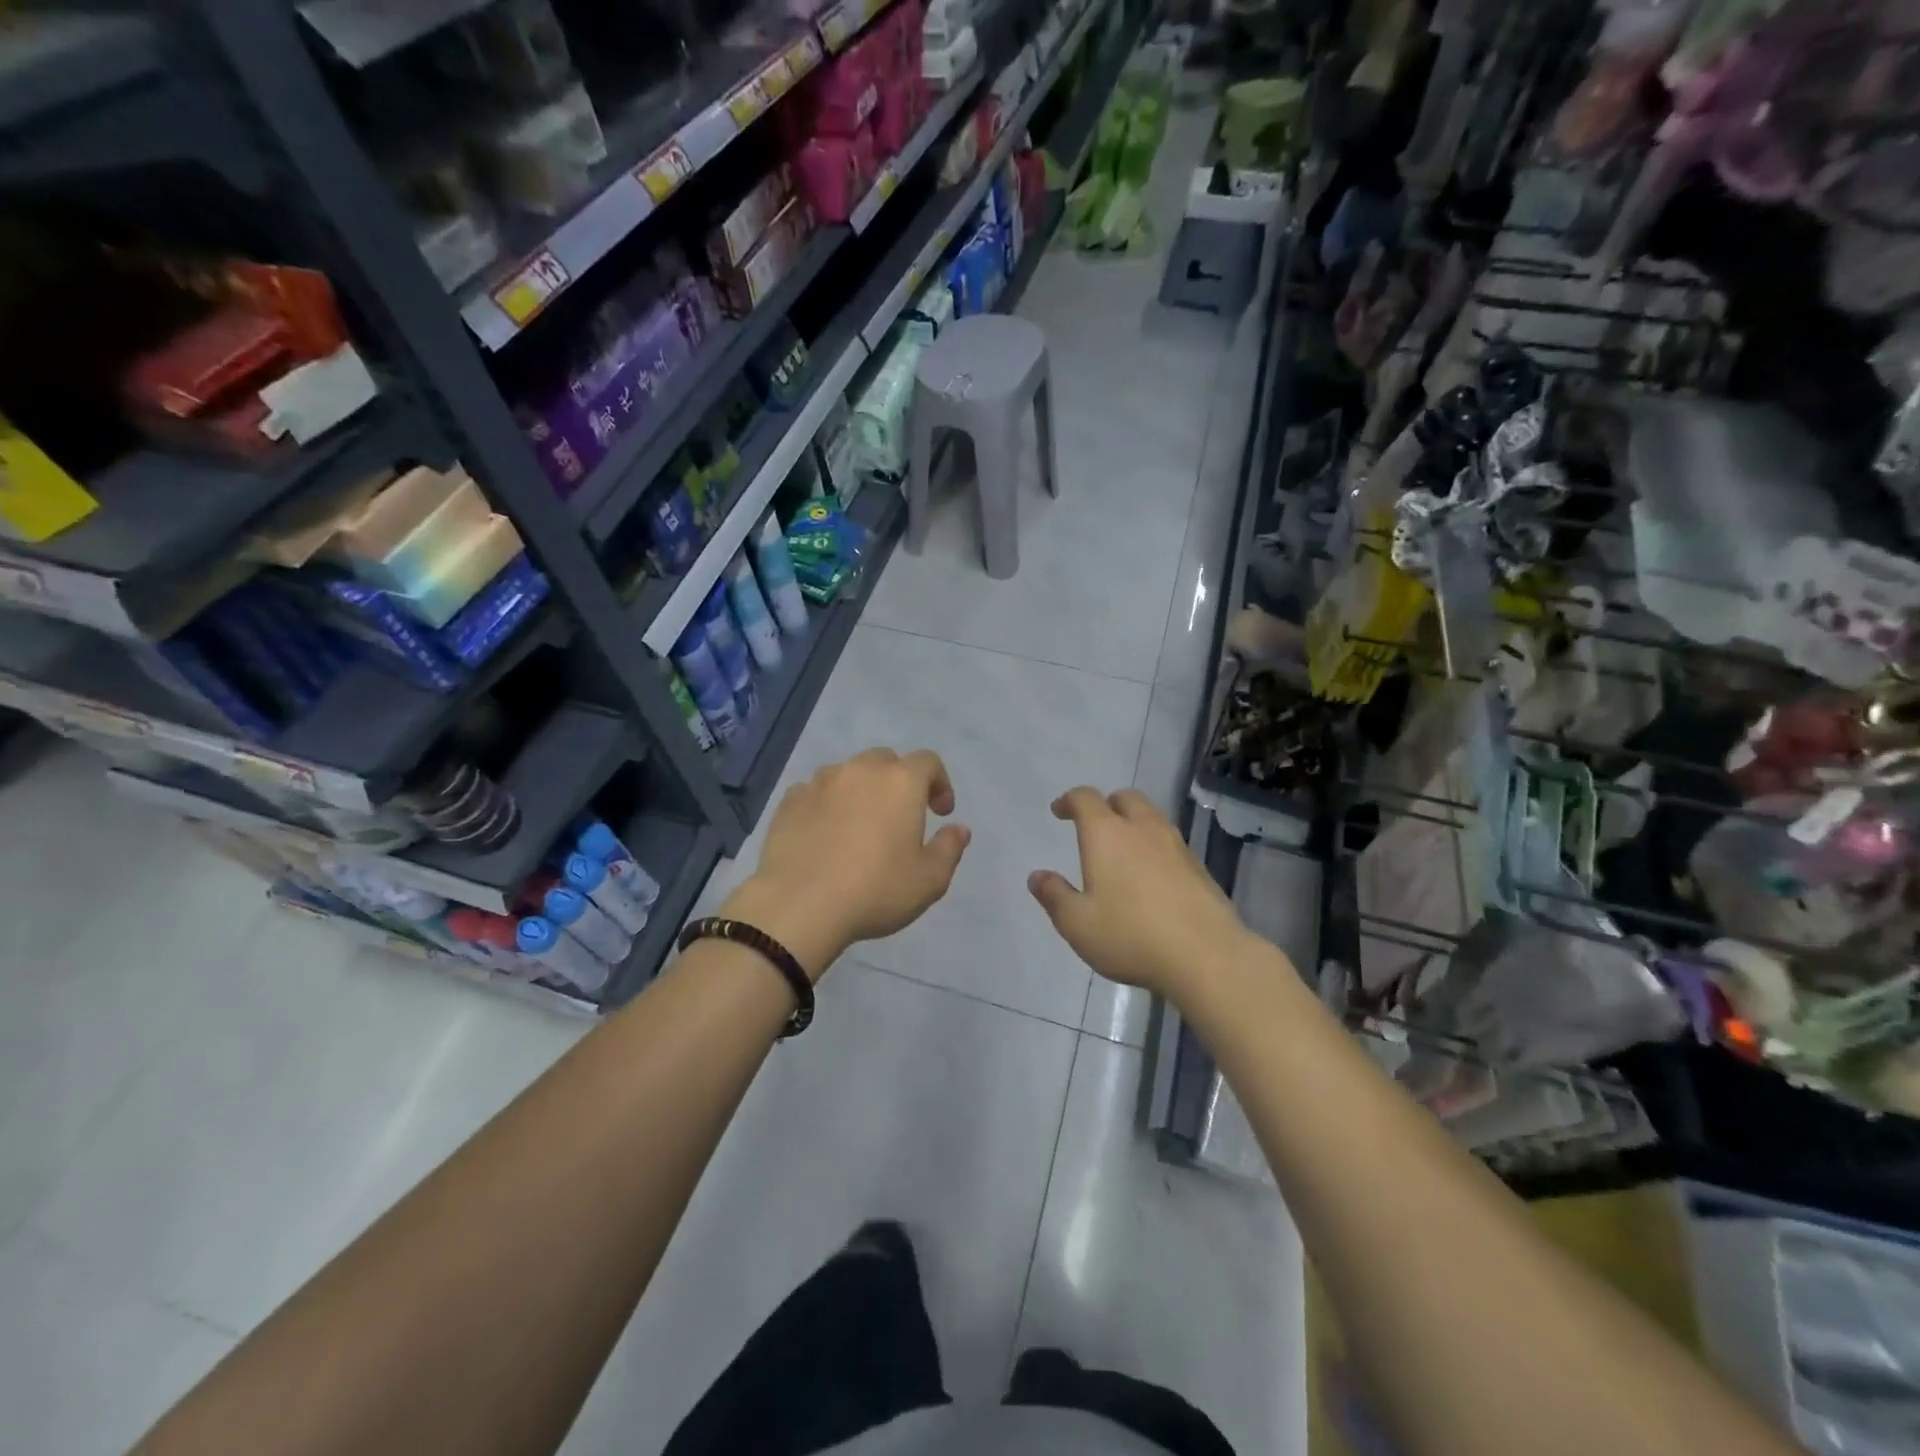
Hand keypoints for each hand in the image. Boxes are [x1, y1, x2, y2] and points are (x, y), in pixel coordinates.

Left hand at [724, 748, 970, 979]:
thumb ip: (949, 848)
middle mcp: (860, 771)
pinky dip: (826, 804)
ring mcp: (820, 782)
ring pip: (848, 773)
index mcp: (900, 782)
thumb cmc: (875, 890)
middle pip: (886, 761)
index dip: (940, 783)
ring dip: (860, 790)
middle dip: (899, 782)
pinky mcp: (789, 801)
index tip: (940, 813)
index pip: (928, 762)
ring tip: (859, 825)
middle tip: (901, 817)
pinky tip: (825, 834)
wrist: (799, 906)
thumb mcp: (929, 880)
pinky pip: (815, 792)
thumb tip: (959, 829)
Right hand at [1029, 787, 1255, 997]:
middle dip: (1106, 805)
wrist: (1207, 955)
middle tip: (1094, 826)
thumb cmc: (1131, 935)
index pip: (1085, 799)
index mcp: (1107, 834)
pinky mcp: (1198, 867)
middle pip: (1125, 798)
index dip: (1070, 801)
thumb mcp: (1078, 924)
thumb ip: (1055, 896)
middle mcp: (1142, 829)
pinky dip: (1154, 847)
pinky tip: (1151, 877)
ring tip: (1123, 851)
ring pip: (1152, 817)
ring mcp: (1176, 845)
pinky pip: (1170, 843)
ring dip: (1134, 823)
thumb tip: (1038, 876)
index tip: (1059, 811)